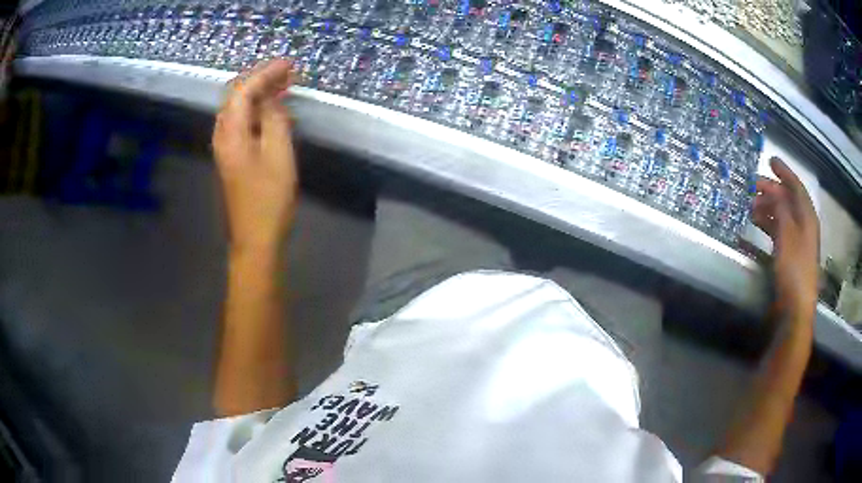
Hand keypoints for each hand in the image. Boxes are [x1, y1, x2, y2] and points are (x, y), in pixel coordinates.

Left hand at [213, 59, 297, 253]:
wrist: (255, 238)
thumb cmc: (269, 199)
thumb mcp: (278, 155)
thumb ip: (274, 120)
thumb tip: (271, 99)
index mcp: (231, 133)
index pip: (243, 90)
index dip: (265, 72)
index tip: (289, 64)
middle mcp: (222, 135)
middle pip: (235, 96)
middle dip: (260, 78)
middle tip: (287, 72)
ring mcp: (225, 147)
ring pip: (237, 108)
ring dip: (258, 92)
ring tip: (283, 84)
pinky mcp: (232, 156)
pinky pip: (241, 121)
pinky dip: (256, 108)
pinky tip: (272, 109)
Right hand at [752, 157, 819, 318]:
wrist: (796, 307)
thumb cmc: (794, 268)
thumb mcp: (787, 235)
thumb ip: (781, 209)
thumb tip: (774, 190)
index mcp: (807, 217)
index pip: (796, 187)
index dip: (784, 172)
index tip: (770, 160)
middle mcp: (804, 225)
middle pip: (789, 200)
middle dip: (772, 190)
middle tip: (754, 186)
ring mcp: (797, 241)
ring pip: (783, 216)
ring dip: (768, 208)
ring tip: (751, 206)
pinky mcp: (790, 255)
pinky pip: (780, 231)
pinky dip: (769, 224)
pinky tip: (758, 225)